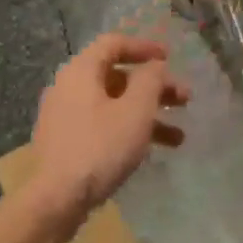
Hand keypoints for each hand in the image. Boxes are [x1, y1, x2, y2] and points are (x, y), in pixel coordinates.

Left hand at [31, 34, 189, 216]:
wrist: (57, 199)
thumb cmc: (100, 147)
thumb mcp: (135, 111)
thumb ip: (150, 81)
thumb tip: (154, 65)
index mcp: (81, 71)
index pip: (114, 44)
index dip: (144, 47)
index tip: (170, 58)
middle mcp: (69, 87)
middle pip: (118, 77)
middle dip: (155, 88)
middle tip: (185, 100)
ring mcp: (65, 116)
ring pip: (114, 105)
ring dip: (148, 115)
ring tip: (179, 137)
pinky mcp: (67, 142)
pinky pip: (103, 125)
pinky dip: (129, 130)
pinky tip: (152, 150)